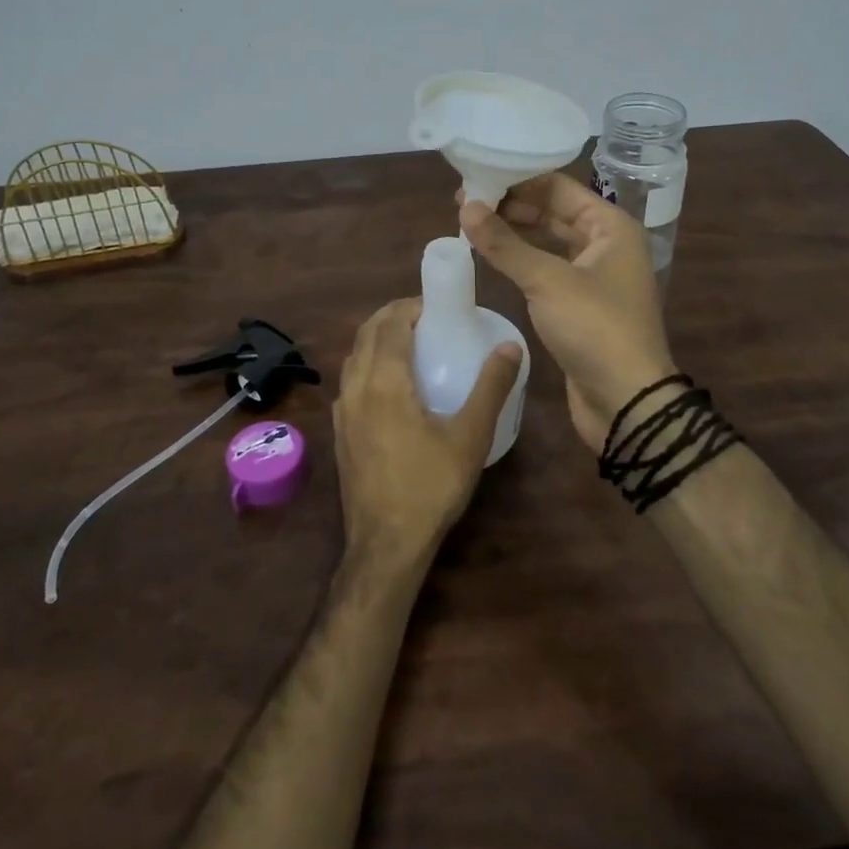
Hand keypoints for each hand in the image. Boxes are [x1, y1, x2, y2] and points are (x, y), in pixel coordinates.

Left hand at [333, 299, 523, 570]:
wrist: (385, 544)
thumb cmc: (430, 486)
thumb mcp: (470, 436)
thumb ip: (490, 387)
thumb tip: (509, 345)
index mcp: (384, 381)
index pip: (390, 323)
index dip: (410, 305)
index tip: (436, 304)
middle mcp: (355, 387)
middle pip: (366, 333)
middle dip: (392, 316)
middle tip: (426, 317)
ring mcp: (341, 410)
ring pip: (353, 356)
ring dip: (377, 338)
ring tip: (409, 343)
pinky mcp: (338, 431)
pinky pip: (349, 381)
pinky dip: (367, 364)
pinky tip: (389, 384)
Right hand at [460, 173, 674, 453]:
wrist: (626, 401)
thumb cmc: (594, 328)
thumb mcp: (547, 281)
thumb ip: (505, 244)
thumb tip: (466, 207)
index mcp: (611, 226)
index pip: (559, 188)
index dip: (518, 180)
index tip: (477, 177)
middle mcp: (606, 244)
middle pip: (553, 212)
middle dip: (511, 205)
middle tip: (465, 202)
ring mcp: (594, 275)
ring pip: (549, 241)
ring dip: (514, 232)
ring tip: (471, 224)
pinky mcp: (580, 304)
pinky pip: (547, 269)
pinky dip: (521, 259)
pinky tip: (492, 256)